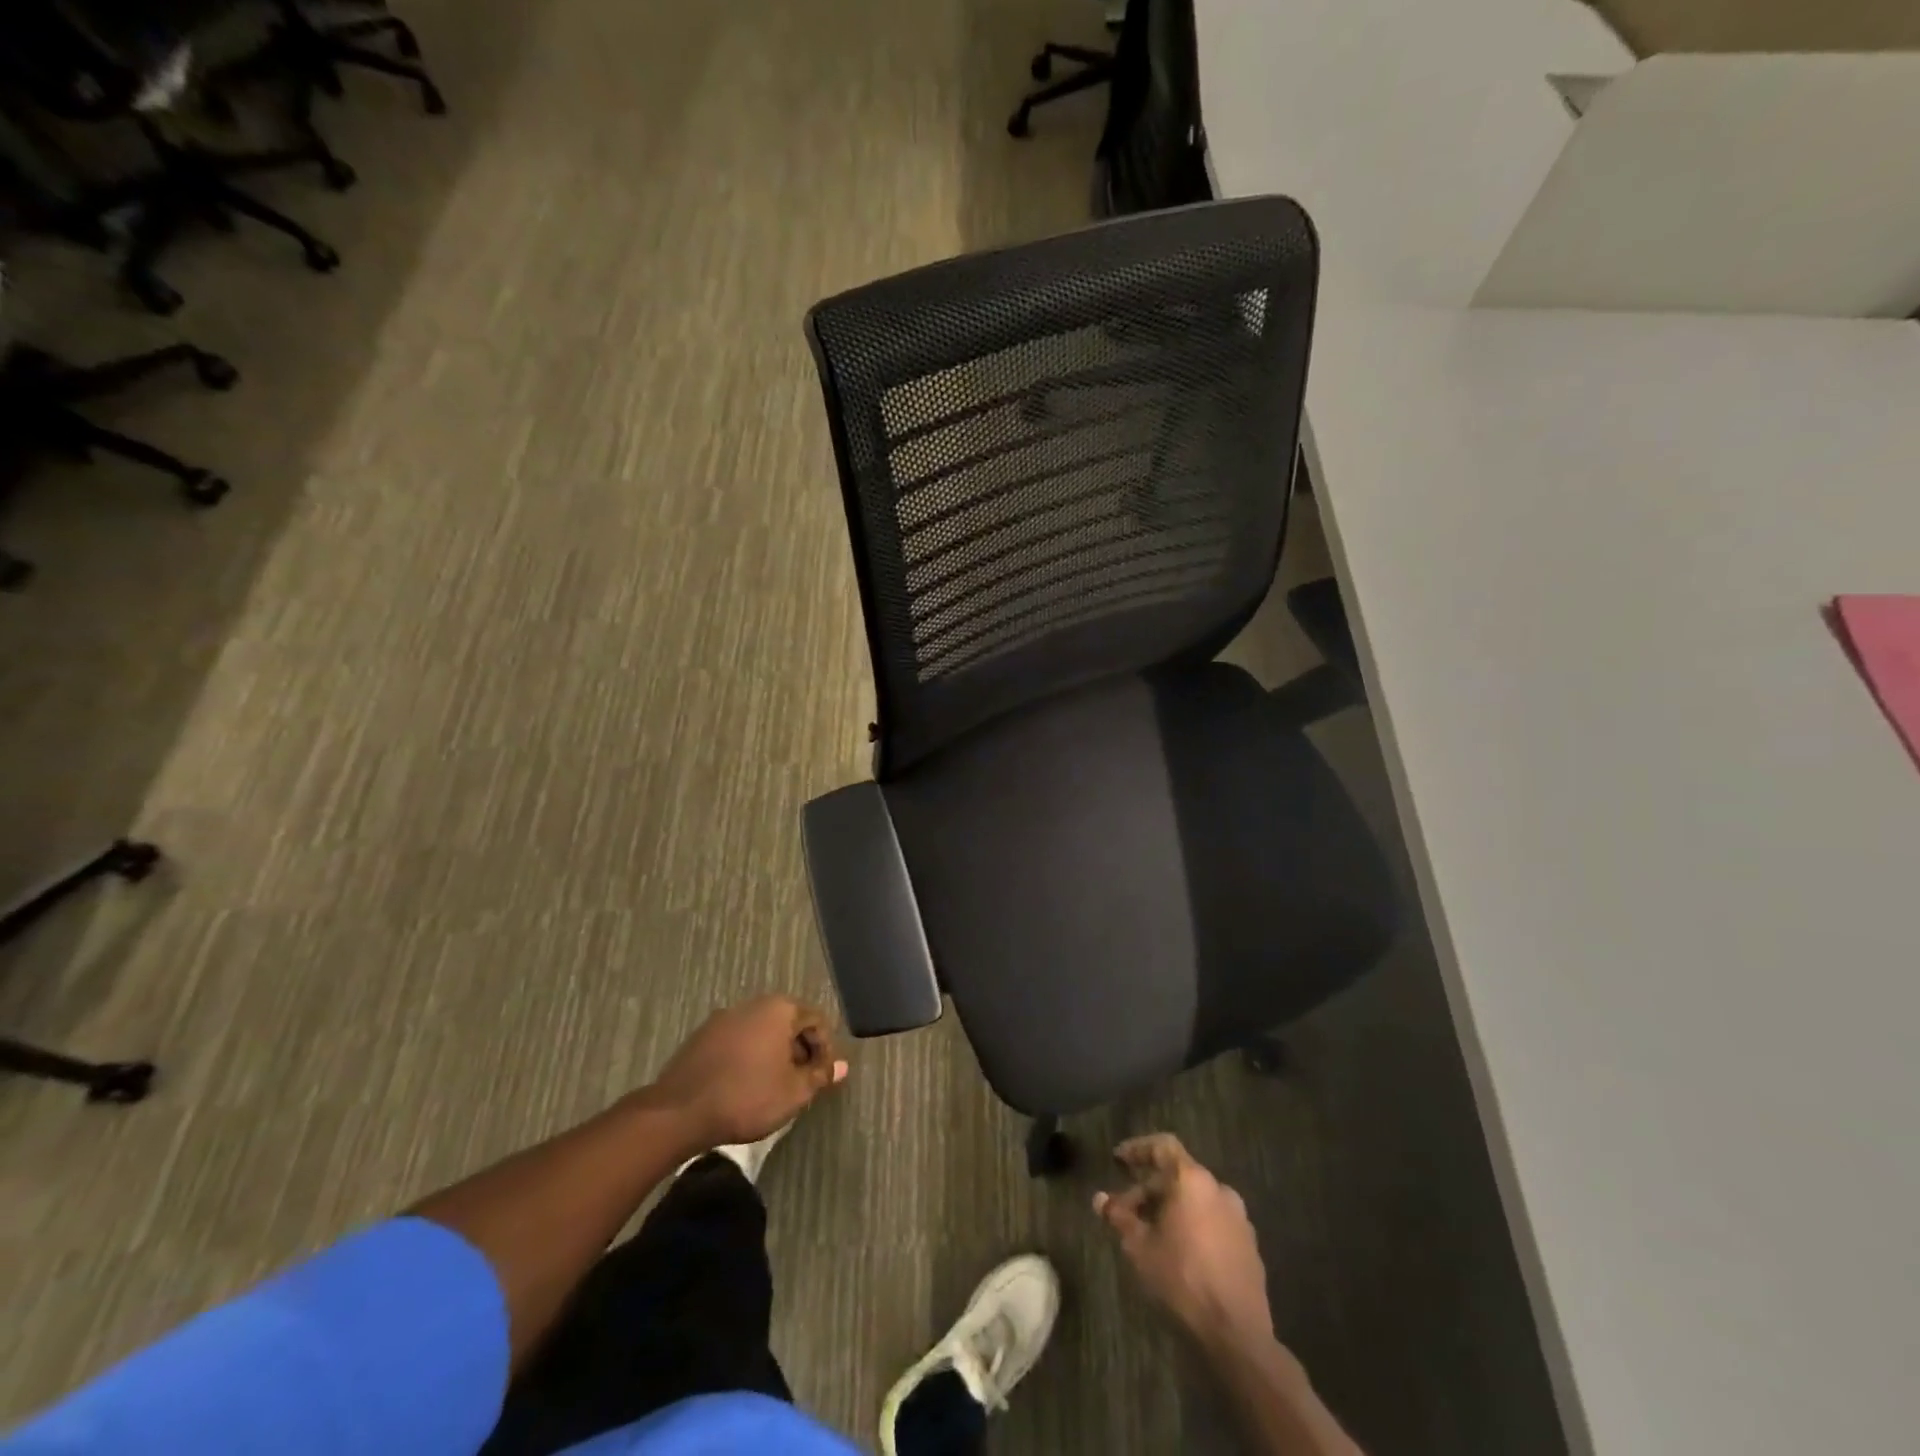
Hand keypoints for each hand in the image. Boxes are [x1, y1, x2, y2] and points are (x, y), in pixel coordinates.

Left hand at [649, 995, 848, 1149]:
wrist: (680, 1111)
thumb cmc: (748, 1097)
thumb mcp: (794, 1092)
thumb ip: (820, 1075)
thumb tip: (842, 1066)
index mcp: (780, 1009)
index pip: (816, 1020)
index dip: (825, 1049)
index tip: (822, 1078)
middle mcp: (753, 1004)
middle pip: (788, 1021)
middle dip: (799, 1049)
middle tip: (800, 1082)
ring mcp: (724, 1017)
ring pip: (761, 1030)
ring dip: (773, 1052)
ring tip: (773, 1085)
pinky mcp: (702, 1035)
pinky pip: (738, 1039)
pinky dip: (748, 1055)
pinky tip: (744, 1084)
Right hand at [1094, 1134, 1273, 1349]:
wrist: (1237, 1334)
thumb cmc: (1182, 1279)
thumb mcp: (1140, 1248)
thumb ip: (1120, 1217)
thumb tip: (1099, 1199)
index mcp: (1193, 1181)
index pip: (1163, 1146)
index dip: (1138, 1148)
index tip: (1119, 1158)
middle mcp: (1219, 1189)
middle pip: (1178, 1176)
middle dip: (1149, 1189)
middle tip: (1126, 1211)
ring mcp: (1239, 1218)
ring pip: (1196, 1199)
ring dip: (1171, 1207)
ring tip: (1150, 1232)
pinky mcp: (1249, 1245)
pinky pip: (1214, 1220)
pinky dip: (1193, 1224)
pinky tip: (1179, 1250)